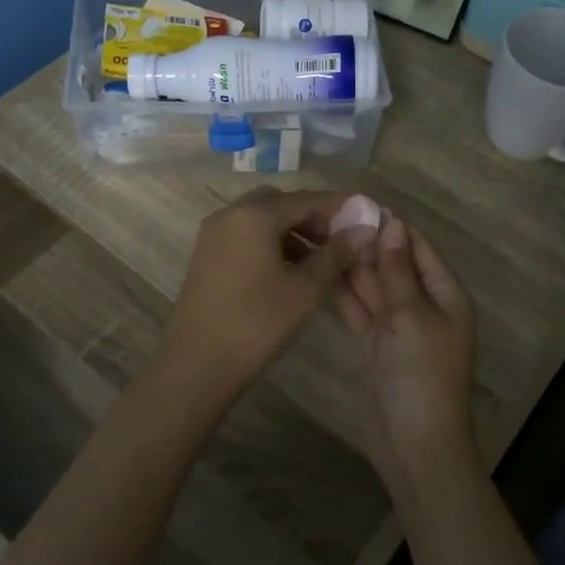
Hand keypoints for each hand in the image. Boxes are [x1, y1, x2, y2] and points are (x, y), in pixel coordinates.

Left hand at [157, 189, 374, 406]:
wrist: (197, 365)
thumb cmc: (257, 324)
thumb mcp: (305, 289)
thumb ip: (336, 254)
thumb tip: (363, 229)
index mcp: (254, 215)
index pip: (306, 199)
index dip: (339, 208)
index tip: (367, 218)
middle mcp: (229, 215)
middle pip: (281, 204)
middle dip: (313, 219)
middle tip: (341, 242)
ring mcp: (213, 236)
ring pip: (262, 221)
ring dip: (294, 234)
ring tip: (323, 262)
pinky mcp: (207, 257)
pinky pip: (246, 238)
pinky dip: (272, 245)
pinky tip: (292, 272)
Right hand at [336, 215, 479, 490]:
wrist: (414, 443)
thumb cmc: (422, 374)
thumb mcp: (411, 316)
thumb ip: (397, 271)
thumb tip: (392, 224)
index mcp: (445, 295)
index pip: (418, 248)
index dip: (391, 226)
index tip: (357, 203)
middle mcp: (423, 306)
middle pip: (394, 265)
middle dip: (366, 244)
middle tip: (327, 218)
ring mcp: (398, 326)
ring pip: (373, 287)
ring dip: (351, 266)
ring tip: (318, 237)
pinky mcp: (376, 345)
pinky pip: (360, 310)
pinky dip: (344, 294)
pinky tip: (320, 272)